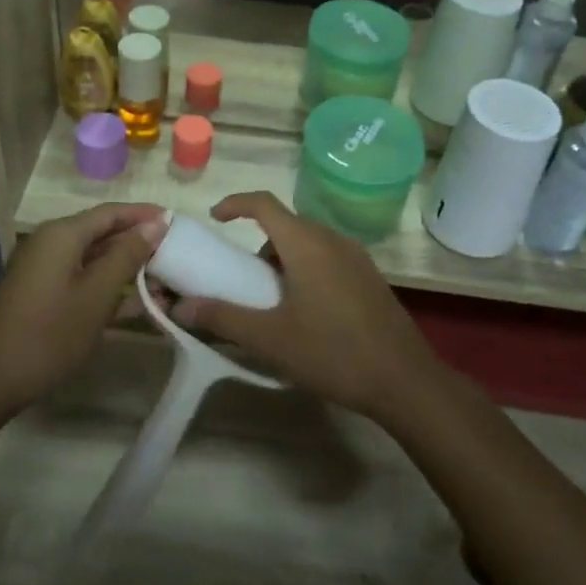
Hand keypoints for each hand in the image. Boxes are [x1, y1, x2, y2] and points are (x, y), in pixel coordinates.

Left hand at [0, 204, 168, 417]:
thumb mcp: (97, 294)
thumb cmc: (50, 333)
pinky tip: (136, 303)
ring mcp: (44, 269)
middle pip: (102, 232)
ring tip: (162, 280)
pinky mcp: (42, 293)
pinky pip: (82, 277)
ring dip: (126, 267)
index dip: (144, 215)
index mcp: (62, 234)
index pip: (111, 212)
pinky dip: (107, 286)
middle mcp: (51, 243)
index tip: (178, 222)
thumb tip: (157, 222)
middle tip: (175, 253)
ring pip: (94, 257)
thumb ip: (127, 255)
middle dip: (138, 242)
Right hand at [175, 192, 445, 422]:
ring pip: (308, 242)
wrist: (405, 381)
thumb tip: (180, 306)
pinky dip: (306, 268)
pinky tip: (305, 310)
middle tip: (241, 275)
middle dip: (258, 242)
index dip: (235, 203)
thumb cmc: (333, 352)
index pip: (264, 204)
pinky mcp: (370, 277)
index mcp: (306, 244)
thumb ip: (223, 317)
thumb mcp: (270, 338)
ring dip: (283, 258)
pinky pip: (328, 257)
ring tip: (271, 299)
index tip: (215, 218)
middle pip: (286, 224)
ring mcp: (356, 257)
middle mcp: (332, 240)